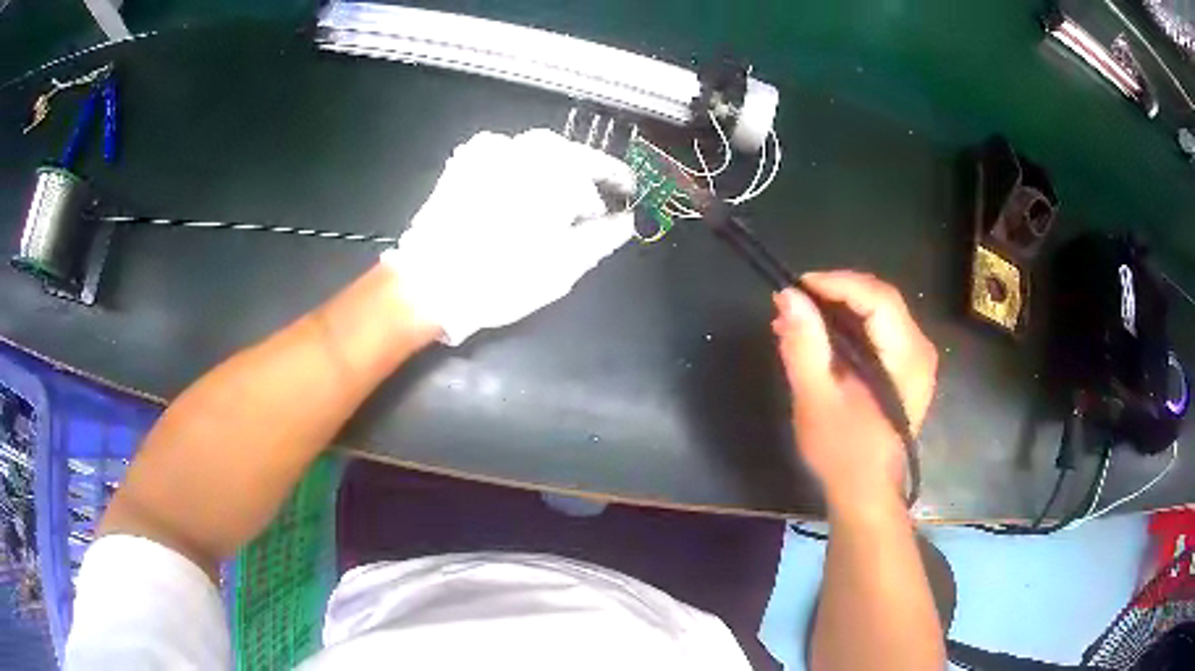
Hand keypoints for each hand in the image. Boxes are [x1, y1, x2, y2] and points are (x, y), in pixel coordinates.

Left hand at [382, 129, 636, 344]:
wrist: (429, 283)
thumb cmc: (502, 277)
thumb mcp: (564, 264)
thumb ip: (603, 236)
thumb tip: (630, 222)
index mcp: (552, 171)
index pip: (598, 168)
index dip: (618, 180)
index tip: (631, 190)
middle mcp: (522, 150)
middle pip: (567, 154)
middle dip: (584, 176)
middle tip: (593, 206)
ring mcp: (488, 152)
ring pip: (535, 151)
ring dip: (553, 171)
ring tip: (557, 203)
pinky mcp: (463, 164)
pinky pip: (502, 154)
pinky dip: (519, 168)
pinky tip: (521, 190)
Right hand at [772, 271, 937, 509]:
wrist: (866, 492)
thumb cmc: (843, 452)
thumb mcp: (816, 400)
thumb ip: (805, 346)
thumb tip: (789, 296)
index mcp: (907, 357)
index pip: (877, 298)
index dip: (837, 283)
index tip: (797, 286)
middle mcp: (920, 350)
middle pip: (880, 300)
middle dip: (835, 294)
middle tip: (793, 303)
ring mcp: (915, 360)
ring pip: (878, 313)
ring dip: (838, 309)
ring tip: (799, 320)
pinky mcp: (905, 369)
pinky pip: (878, 332)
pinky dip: (848, 327)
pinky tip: (820, 338)